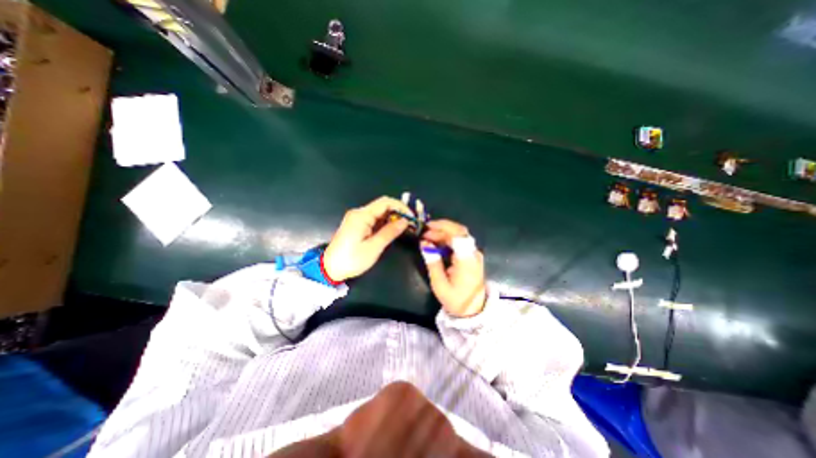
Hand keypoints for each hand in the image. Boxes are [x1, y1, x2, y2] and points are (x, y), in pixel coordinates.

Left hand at [323, 195, 414, 282]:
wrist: (329, 269)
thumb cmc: (352, 259)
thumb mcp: (374, 247)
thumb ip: (390, 232)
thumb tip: (405, 221)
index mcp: (362, 215)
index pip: (386, 202)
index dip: (401, 207)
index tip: (412, 217)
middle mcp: (359, 213)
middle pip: (383, 205)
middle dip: (398, 212)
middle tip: (410, 224)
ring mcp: (357, 218)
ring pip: (379, 212)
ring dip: (392, 218)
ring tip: (405, 228)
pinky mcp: (356, 224)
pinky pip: (374, 219)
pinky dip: (385, 223)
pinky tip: (392, 230)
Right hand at [421, 220, 483, 317]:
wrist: (474, 311)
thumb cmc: (456, 300)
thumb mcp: (440, 284)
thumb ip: (432, 262)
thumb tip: (424, 243)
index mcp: (467, 260)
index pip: (458, 234)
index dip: (443, 227)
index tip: (427, 227)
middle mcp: (474, 253)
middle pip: (459, 232)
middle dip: (440, 229)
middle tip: (424, 233)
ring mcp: (474, 254)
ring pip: (459, 236)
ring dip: (443, 234)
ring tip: (427, 238)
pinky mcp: (472, 256)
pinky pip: (460, 242)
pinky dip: (447, 240)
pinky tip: (437, 244)